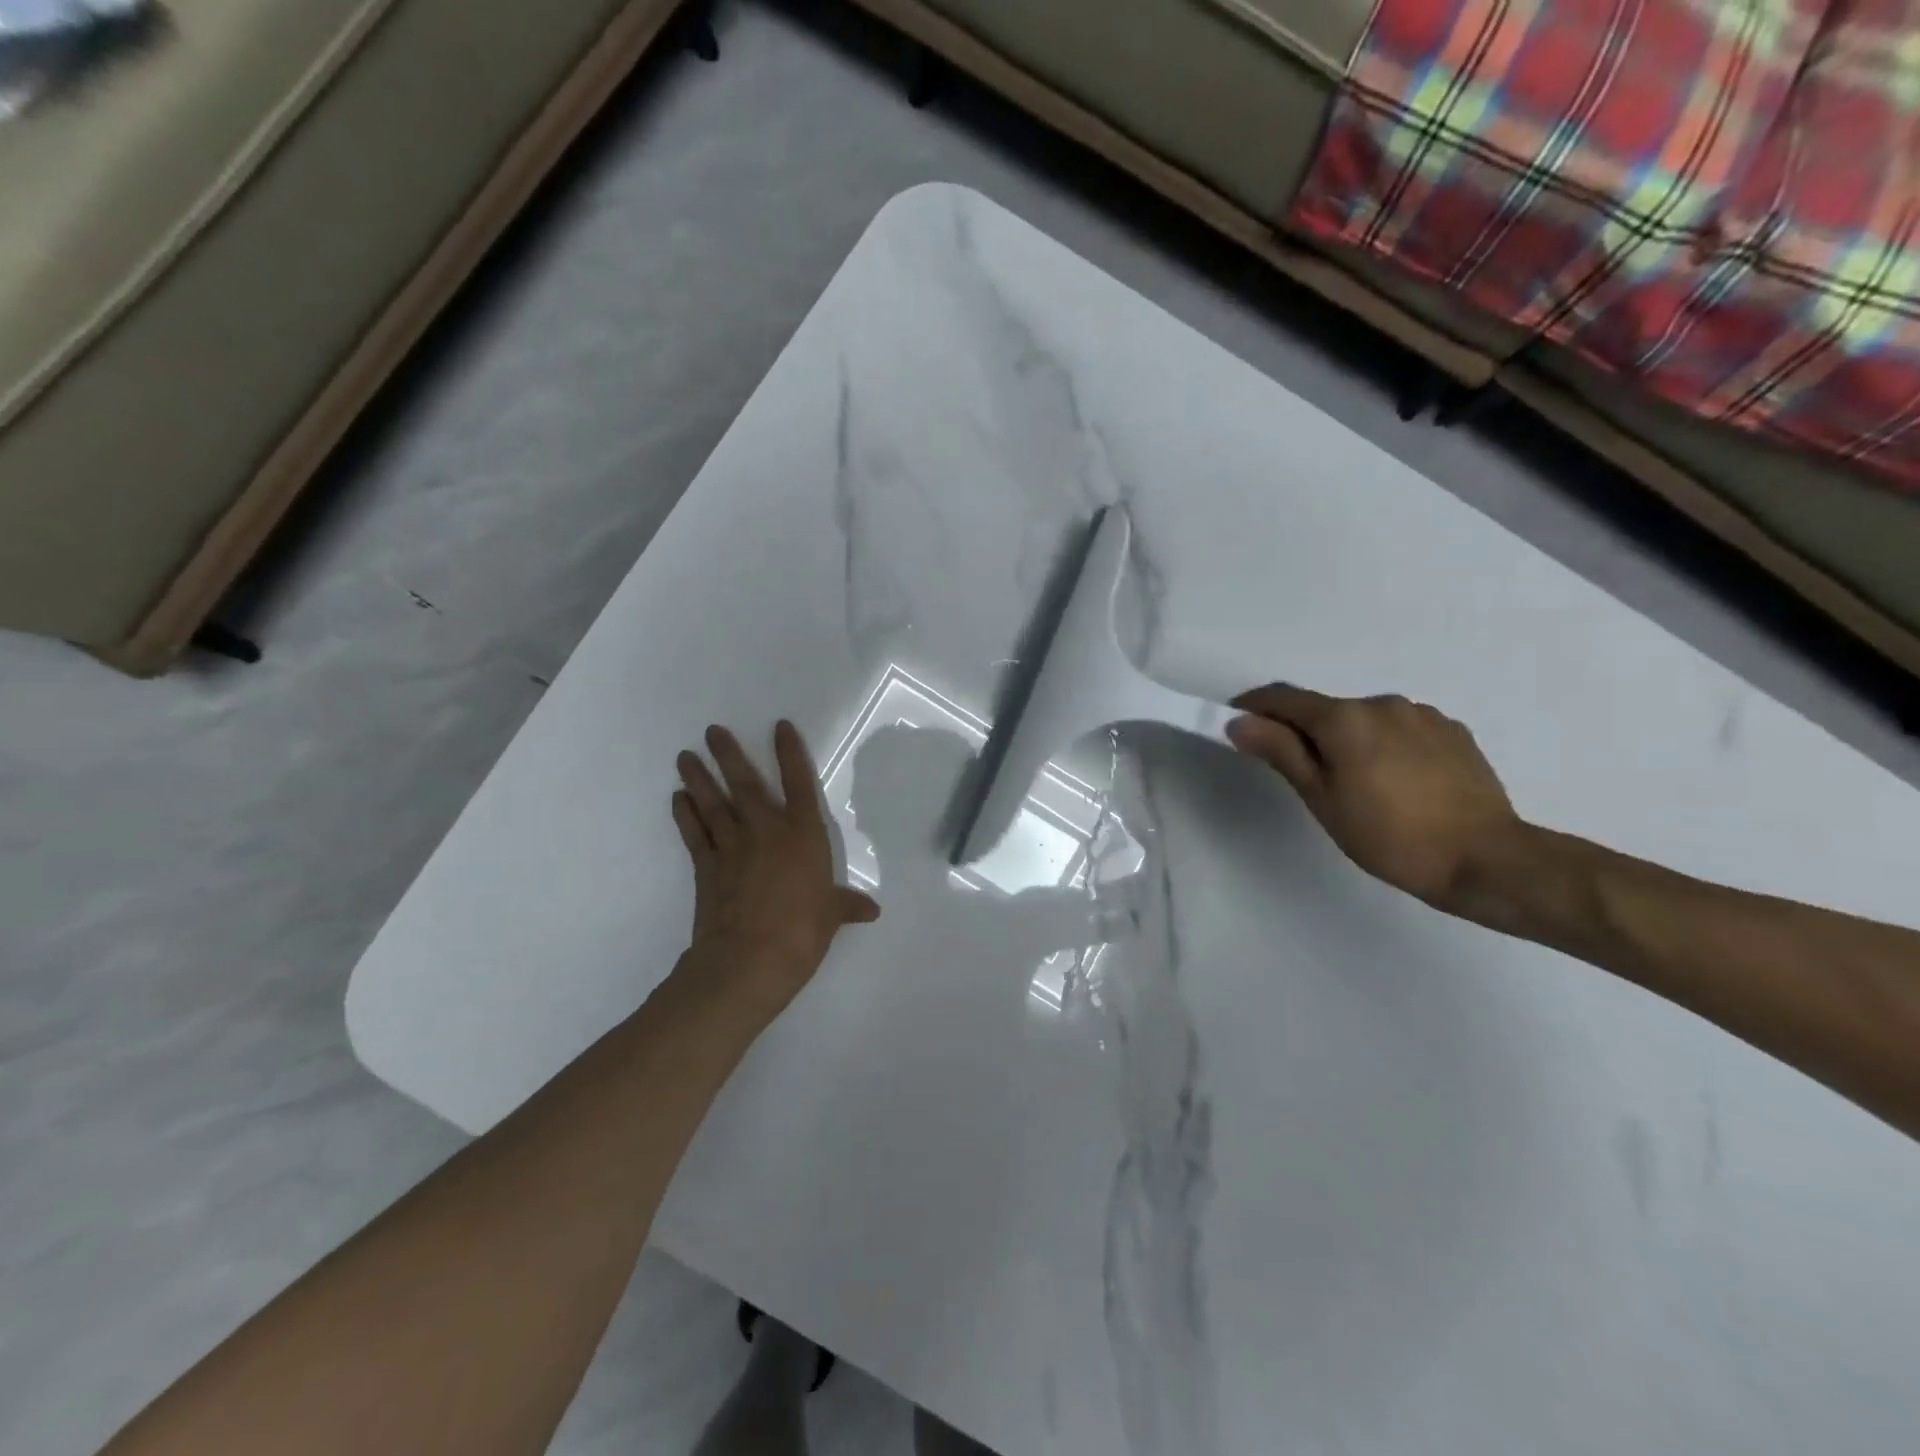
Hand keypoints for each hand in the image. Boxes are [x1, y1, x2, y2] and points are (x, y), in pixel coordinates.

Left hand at [672, 721, 880, 1019]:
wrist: (749, 959)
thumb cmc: (802, 932)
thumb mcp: (832, 916)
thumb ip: (846, 906)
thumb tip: (871, 911)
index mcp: (803, 835)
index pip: (799, 784)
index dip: (790, 753)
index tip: (780, 726)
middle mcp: (766, 831)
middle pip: (746, 784)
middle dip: (729, 755)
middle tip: (712, 731)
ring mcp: (732, 847)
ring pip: (713, 803)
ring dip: (699, 778)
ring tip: (684, 756)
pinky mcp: (706, 867)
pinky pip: (694, 833)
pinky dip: (684, 815)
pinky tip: (677, 799)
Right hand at [1225, 684, 1523, 909]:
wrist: (1487, 859)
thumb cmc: (1389, 835)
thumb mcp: (1322, 798)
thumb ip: (1280, 751)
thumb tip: (1240, 721)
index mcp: (1344, 717)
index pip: (1282, 697)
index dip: (1253, 707)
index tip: (1235, 726)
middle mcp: (1381, 703)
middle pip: (1325, 709)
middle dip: (1303, 731)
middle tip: (1299, 774)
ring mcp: (1422, 715)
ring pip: (1364, 719)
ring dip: (1346, 739)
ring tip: (1355, 784)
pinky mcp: (1452, 731)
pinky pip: (1400, 729)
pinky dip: (1382, 745)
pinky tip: (1395, 782)